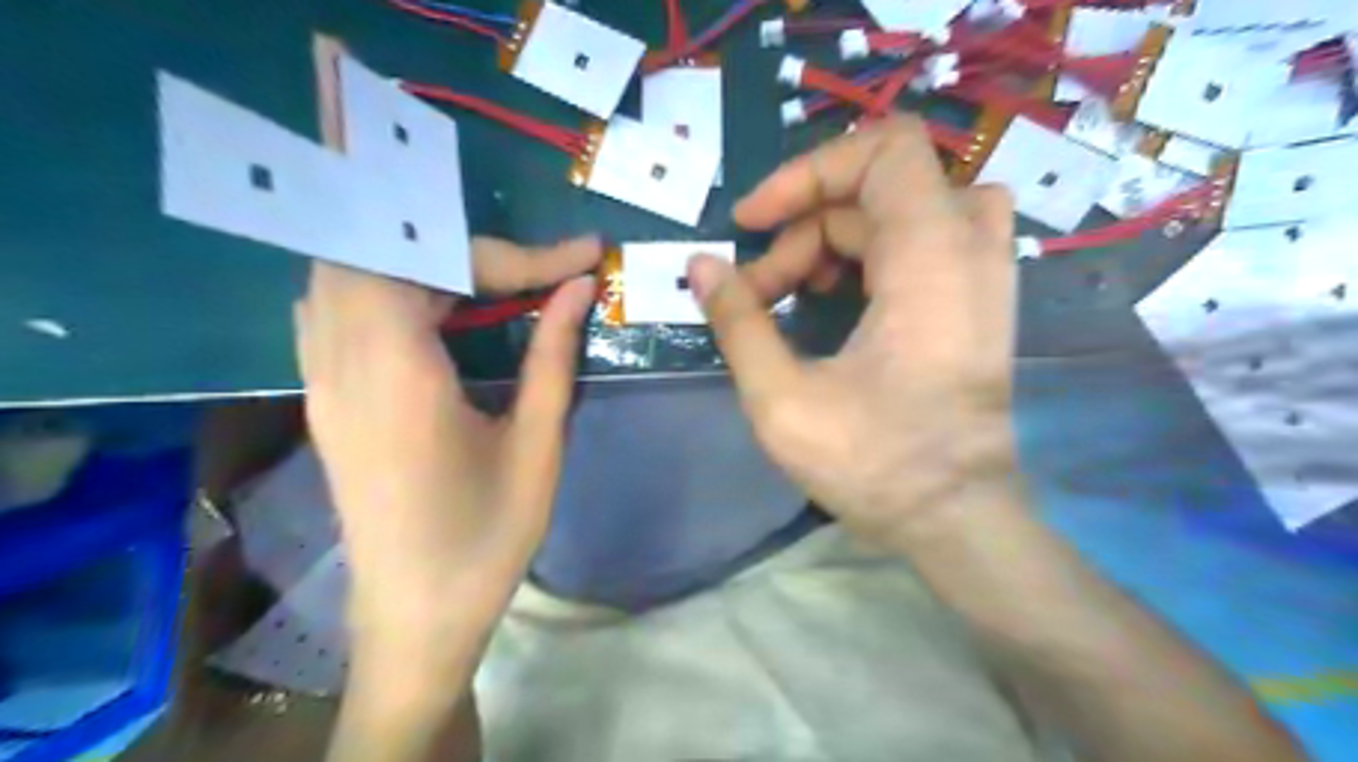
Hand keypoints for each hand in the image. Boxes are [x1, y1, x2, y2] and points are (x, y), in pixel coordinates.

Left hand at [297, 235, 598, 642]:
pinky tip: (434, 310)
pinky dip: (388, 286)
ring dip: (419, 260)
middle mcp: (341, 364)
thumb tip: (579, 288)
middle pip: (377, 250)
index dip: (517, 253)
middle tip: (528, 271)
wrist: (416, 617)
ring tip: (488, 282)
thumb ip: (554, 356)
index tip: (583, 257)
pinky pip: (337, 307)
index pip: (438, 265)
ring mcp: (321, 380)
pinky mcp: (324, 397)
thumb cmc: (486, 538)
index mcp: (397, 377)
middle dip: (460, 246)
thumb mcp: (537, 446)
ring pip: (347, 272)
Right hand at [690, 113, 1017, 547]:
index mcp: (930, 257)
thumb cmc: (876, 464)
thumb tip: (700, 266)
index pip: (882, 149)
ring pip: (897, 211)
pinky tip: (834, 301)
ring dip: (835, 238)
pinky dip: (869, 254)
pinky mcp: (978, 298)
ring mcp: (982, 272)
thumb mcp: (783, 398)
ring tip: (791, 294)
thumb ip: (737, 322)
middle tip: (758, 288)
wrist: (958, 518)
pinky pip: (921, 238)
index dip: (808, 172)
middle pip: (875, 188)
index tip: (752, 222)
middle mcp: (969, 248)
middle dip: (803, 227)